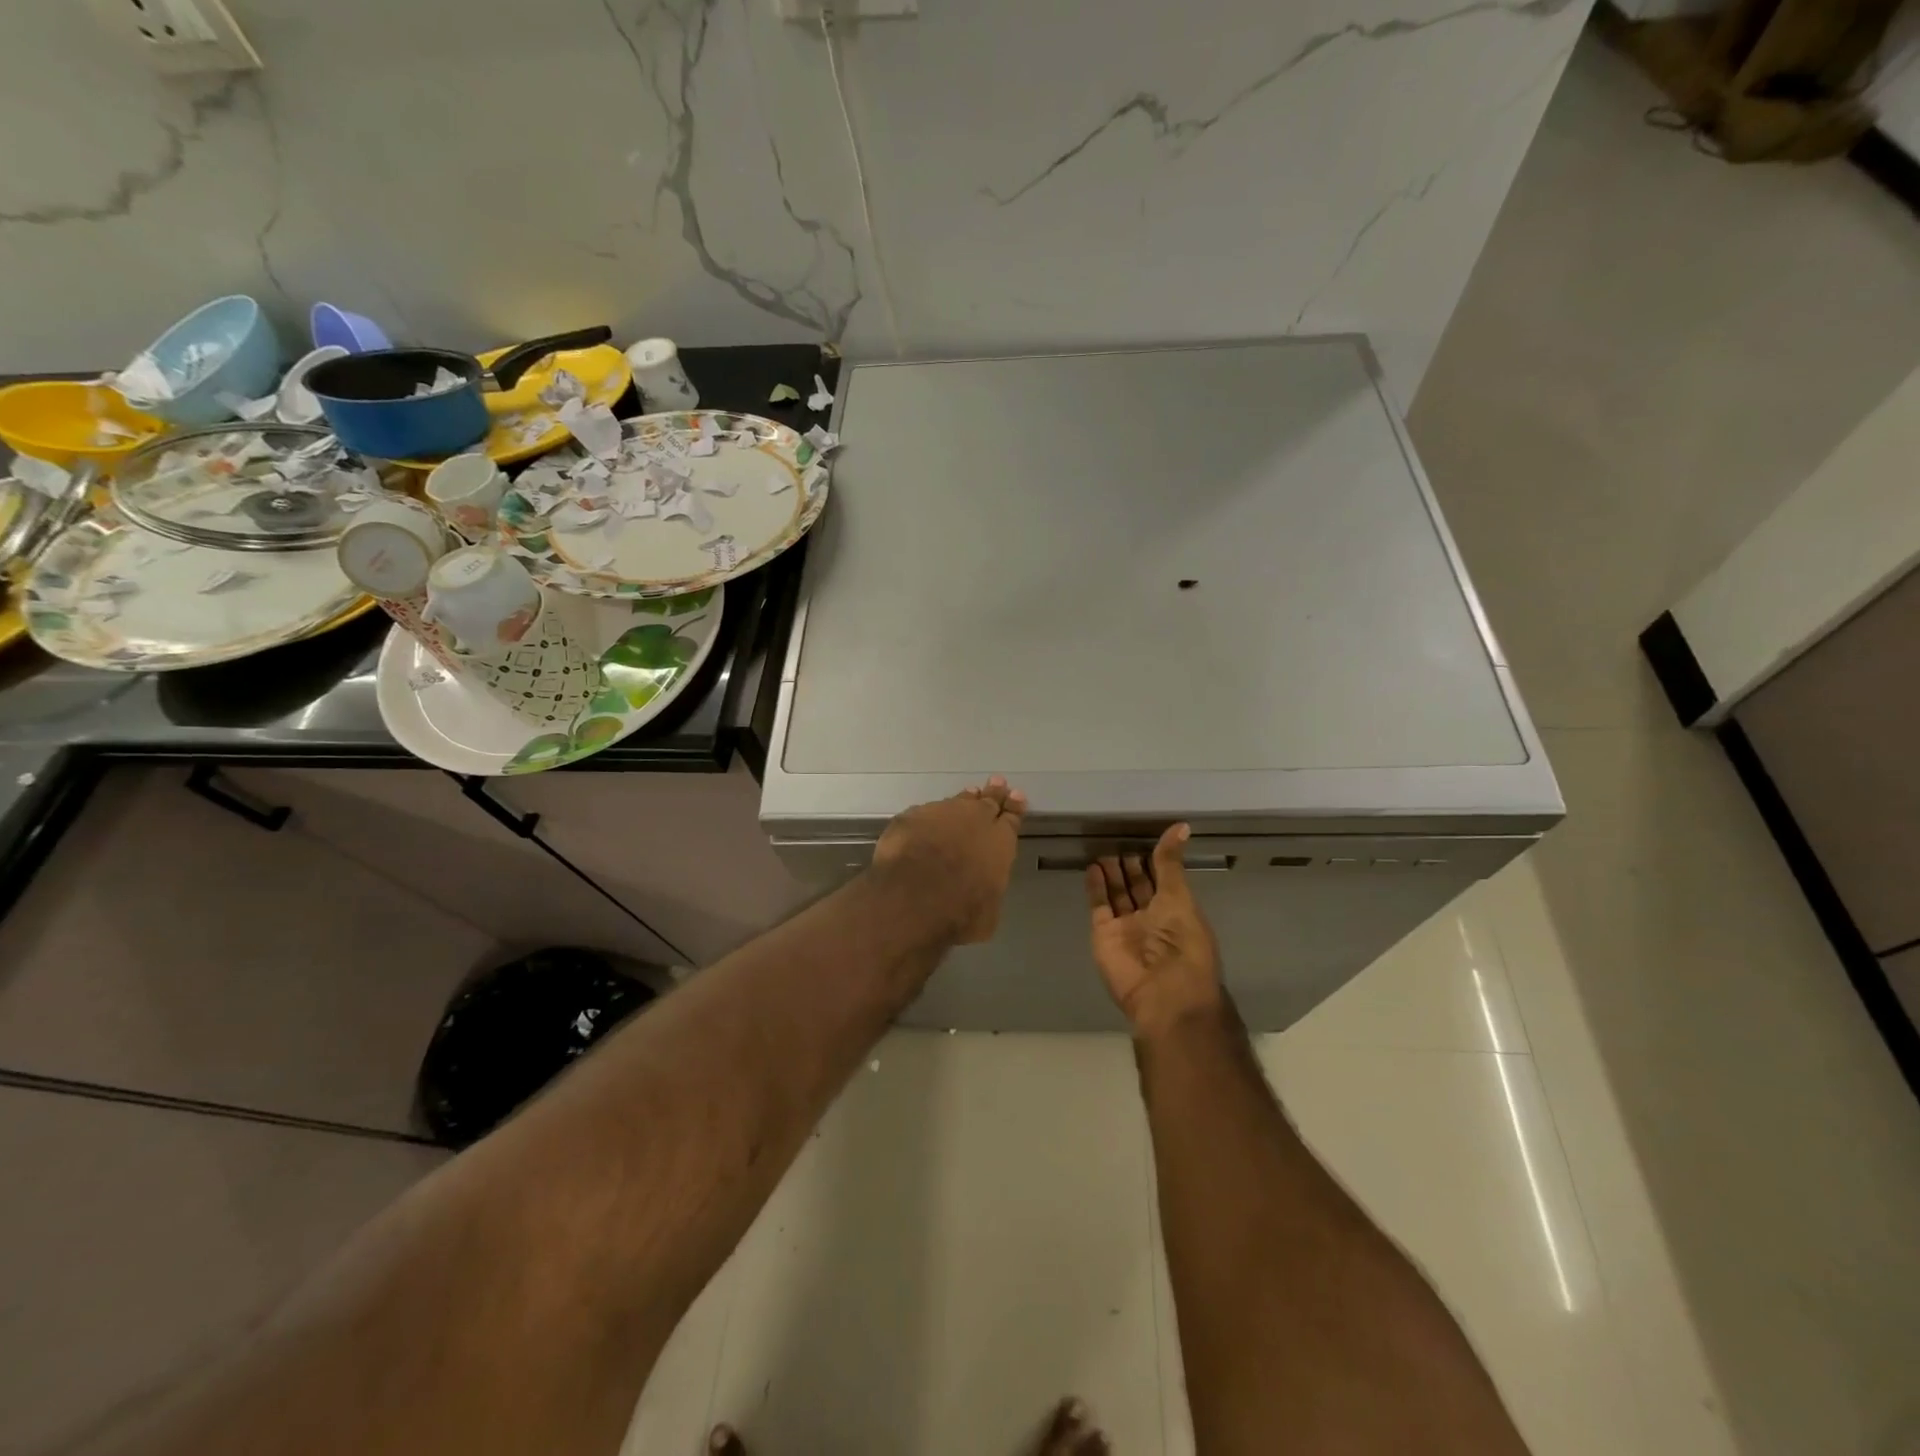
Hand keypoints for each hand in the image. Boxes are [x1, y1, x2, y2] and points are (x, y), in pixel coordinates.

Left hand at [873, 776, 1026, 944]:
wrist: (914, 896)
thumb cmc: (961, 912)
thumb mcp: (988, 913)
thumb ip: (987, 891)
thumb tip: (981, 892)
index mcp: (999, 842)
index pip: (1011, 820)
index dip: (1015, 808)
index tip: (1017, 796)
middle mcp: (973, 820)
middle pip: (987, 802)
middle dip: (994, 794)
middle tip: (997, 782)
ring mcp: (940, 814)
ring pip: (956, 802)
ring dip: (964, 799)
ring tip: (969, 794)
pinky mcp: (910, 818)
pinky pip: (925, 813)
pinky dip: (929, 816)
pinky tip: (926, 820)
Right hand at [1087, 824, 1222, 1036]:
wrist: (1164, 991)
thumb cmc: (1182, 942)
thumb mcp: (1179, 897)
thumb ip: (1170, 862)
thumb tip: (1181, 826)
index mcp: (1177, 911)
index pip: (1163, 879)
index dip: (1154, 860)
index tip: (1143, 836)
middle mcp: (1152, 918)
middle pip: (1138, 886)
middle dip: (1130, 865)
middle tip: (1119, 838)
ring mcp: (1126, 927)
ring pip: (1117, 894)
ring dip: (1112, 873)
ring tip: (1103, 849)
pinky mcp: (1104, 934)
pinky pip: (1099, 906)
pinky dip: (1096, 887)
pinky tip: (1093, 867)